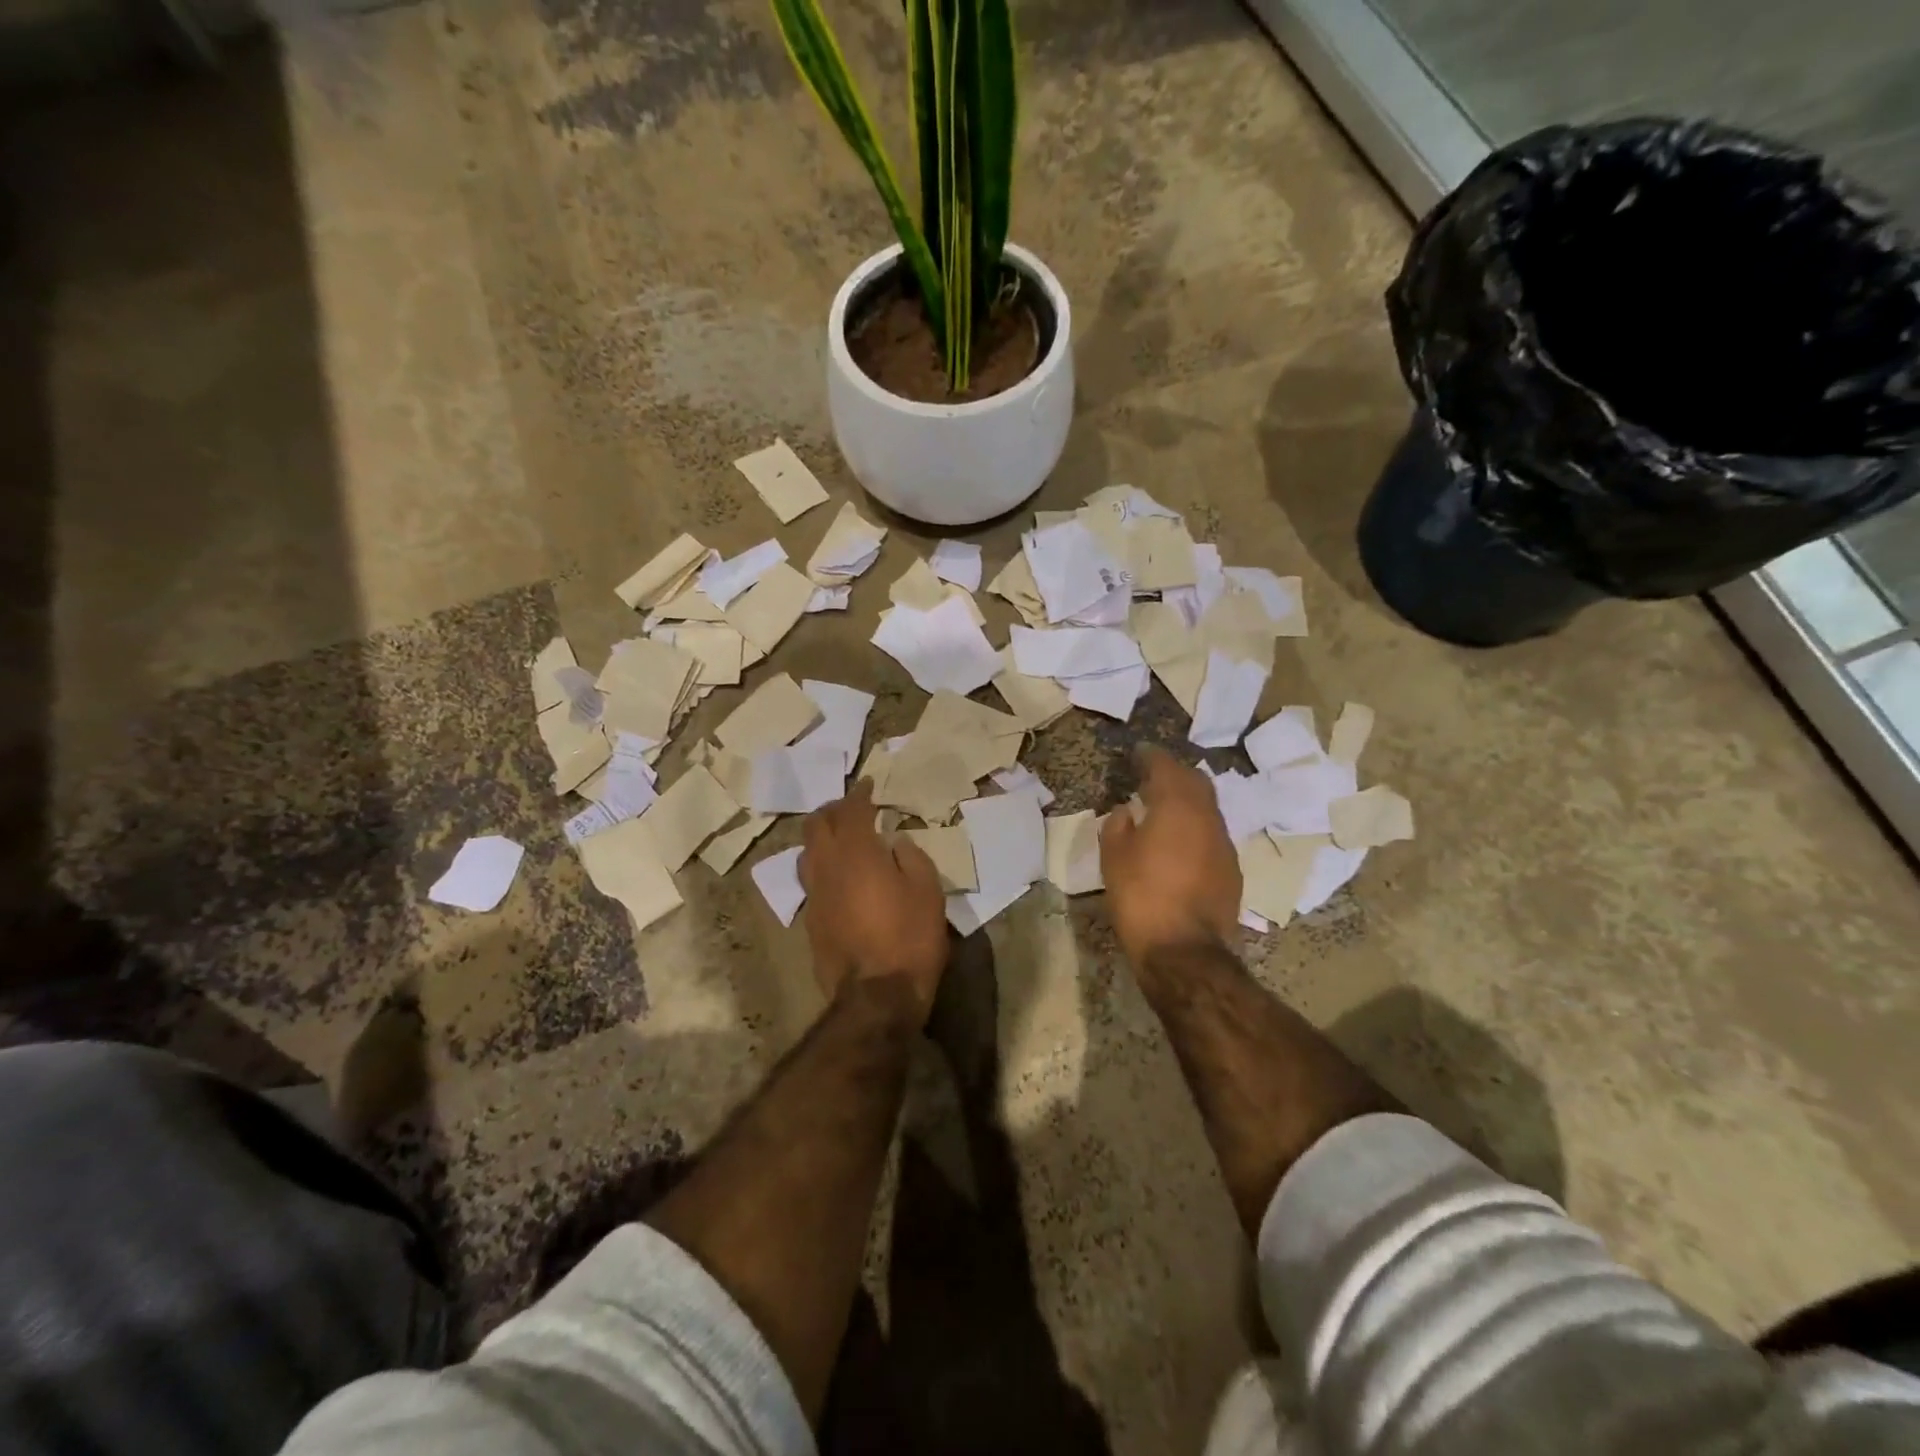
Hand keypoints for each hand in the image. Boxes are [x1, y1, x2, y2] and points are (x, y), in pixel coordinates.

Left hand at [799, 781, 948, 1024]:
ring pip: (807, 851)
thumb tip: (896, 844)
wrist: (876, 996)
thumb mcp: (928, 891)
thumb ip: (911, 858)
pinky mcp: (810, 920)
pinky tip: (840, 877)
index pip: (852, 809)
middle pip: (817, 824)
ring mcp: (813, 895)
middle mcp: (827, 867)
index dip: (861, 793)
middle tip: (853, 808)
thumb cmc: (909, 937)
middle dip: (833, 810)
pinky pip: (811, 880)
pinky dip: (823, 866)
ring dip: (822, 838)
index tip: (870, 785)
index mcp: (856, 852)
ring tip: (842, 840)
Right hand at [1100, 746, 1240, 970]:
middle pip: (1196, 782)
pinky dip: (1196, 828)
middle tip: (1152, 777)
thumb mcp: (1114, 858)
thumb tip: (1127, 812)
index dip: (1151, 756)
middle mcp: (1207, 818)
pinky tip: (1180, 844)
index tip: (1139, 753)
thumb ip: (1118, 826)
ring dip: (1187, 802)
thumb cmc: (1141, 897)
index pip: (1166, 767)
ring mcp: (1224, 845)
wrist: (1184, 951)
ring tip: (1164, 809)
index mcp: (1177, 807)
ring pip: (1208, 809)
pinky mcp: (1232, 870)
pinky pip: (1212, 835)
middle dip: (1175, 774)